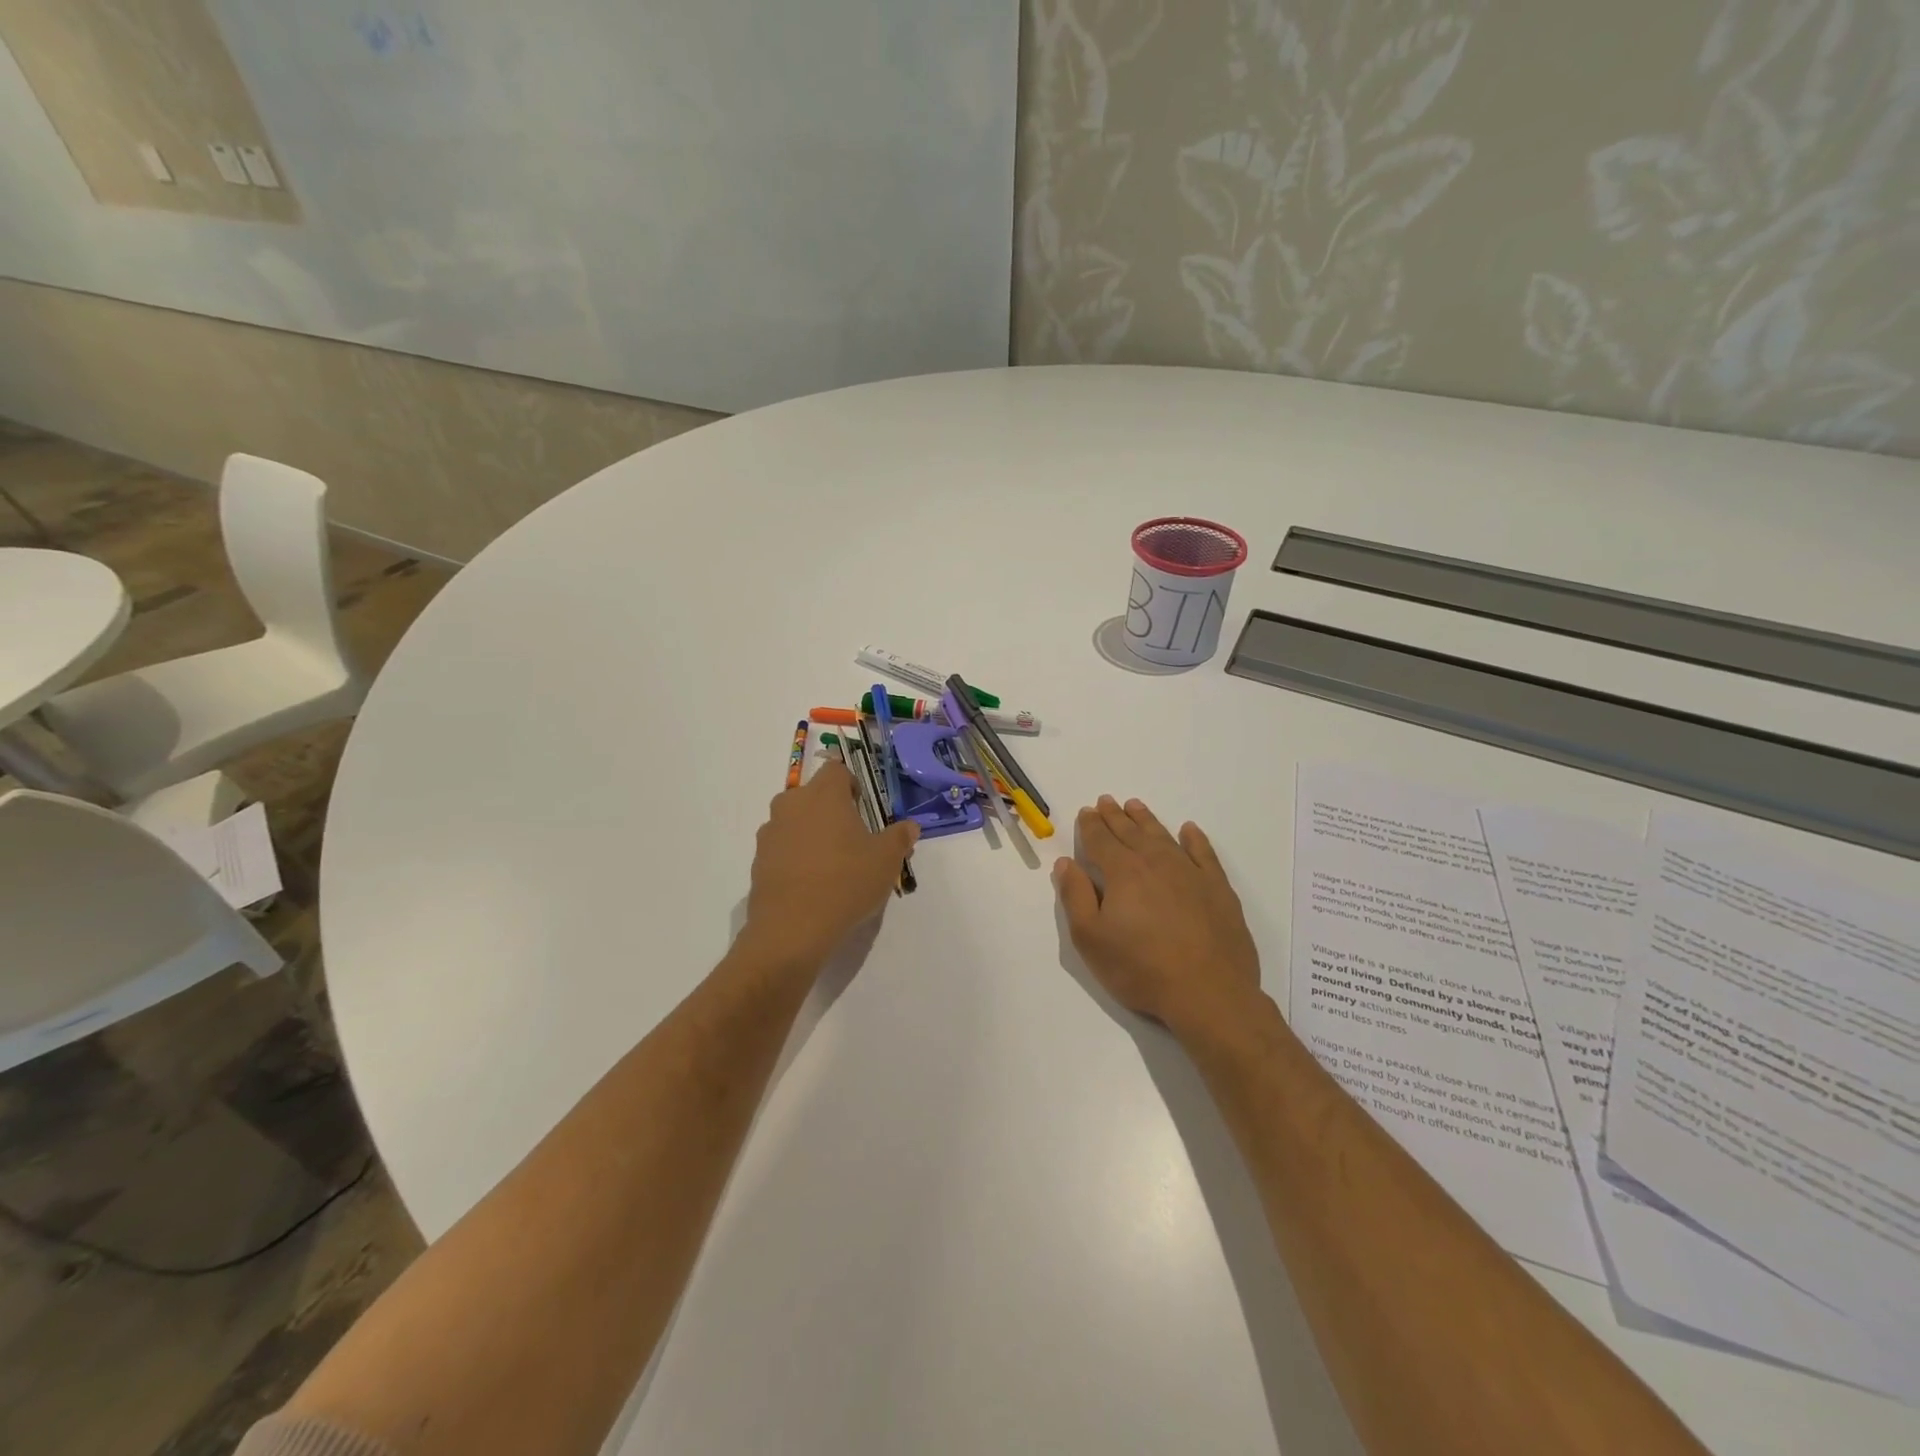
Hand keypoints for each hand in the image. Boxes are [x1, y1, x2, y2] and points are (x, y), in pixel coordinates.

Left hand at [742, 762, 919, 968]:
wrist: (792, 929)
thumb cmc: (845, 882)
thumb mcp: (886, 861)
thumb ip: (899, 837)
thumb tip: (909, 826)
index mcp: (824, 794)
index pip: (837, 769)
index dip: (851, 785)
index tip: (863, 810)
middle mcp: (792, 804)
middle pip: (813, 796)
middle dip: (831, 811)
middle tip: (852, 841)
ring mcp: (770, 832)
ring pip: (795, 822)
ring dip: (811, 834)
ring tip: (831, 867)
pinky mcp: (758, 860)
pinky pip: (782, 848)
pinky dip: (795, 858)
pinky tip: (811, 885)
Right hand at [1053, 796, 1263, 1036]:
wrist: (1209, 993)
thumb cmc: (1141, 969)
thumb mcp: (1091, 939)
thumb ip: (1075, 896)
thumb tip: (1066, 863)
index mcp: (1122, 872)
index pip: (1101, 840)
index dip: (1091, 825)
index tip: (1086, 811)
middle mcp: (1155, 862)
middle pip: (1130, 832)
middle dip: (1115, 816)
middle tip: (1106, 801)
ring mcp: (1190, 873)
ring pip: (1163, 836)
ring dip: (1146, 820)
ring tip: (1135, 806)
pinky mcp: (1218, 889)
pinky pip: (1203, 853)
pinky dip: (1194, 839)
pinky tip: (1189, 830)